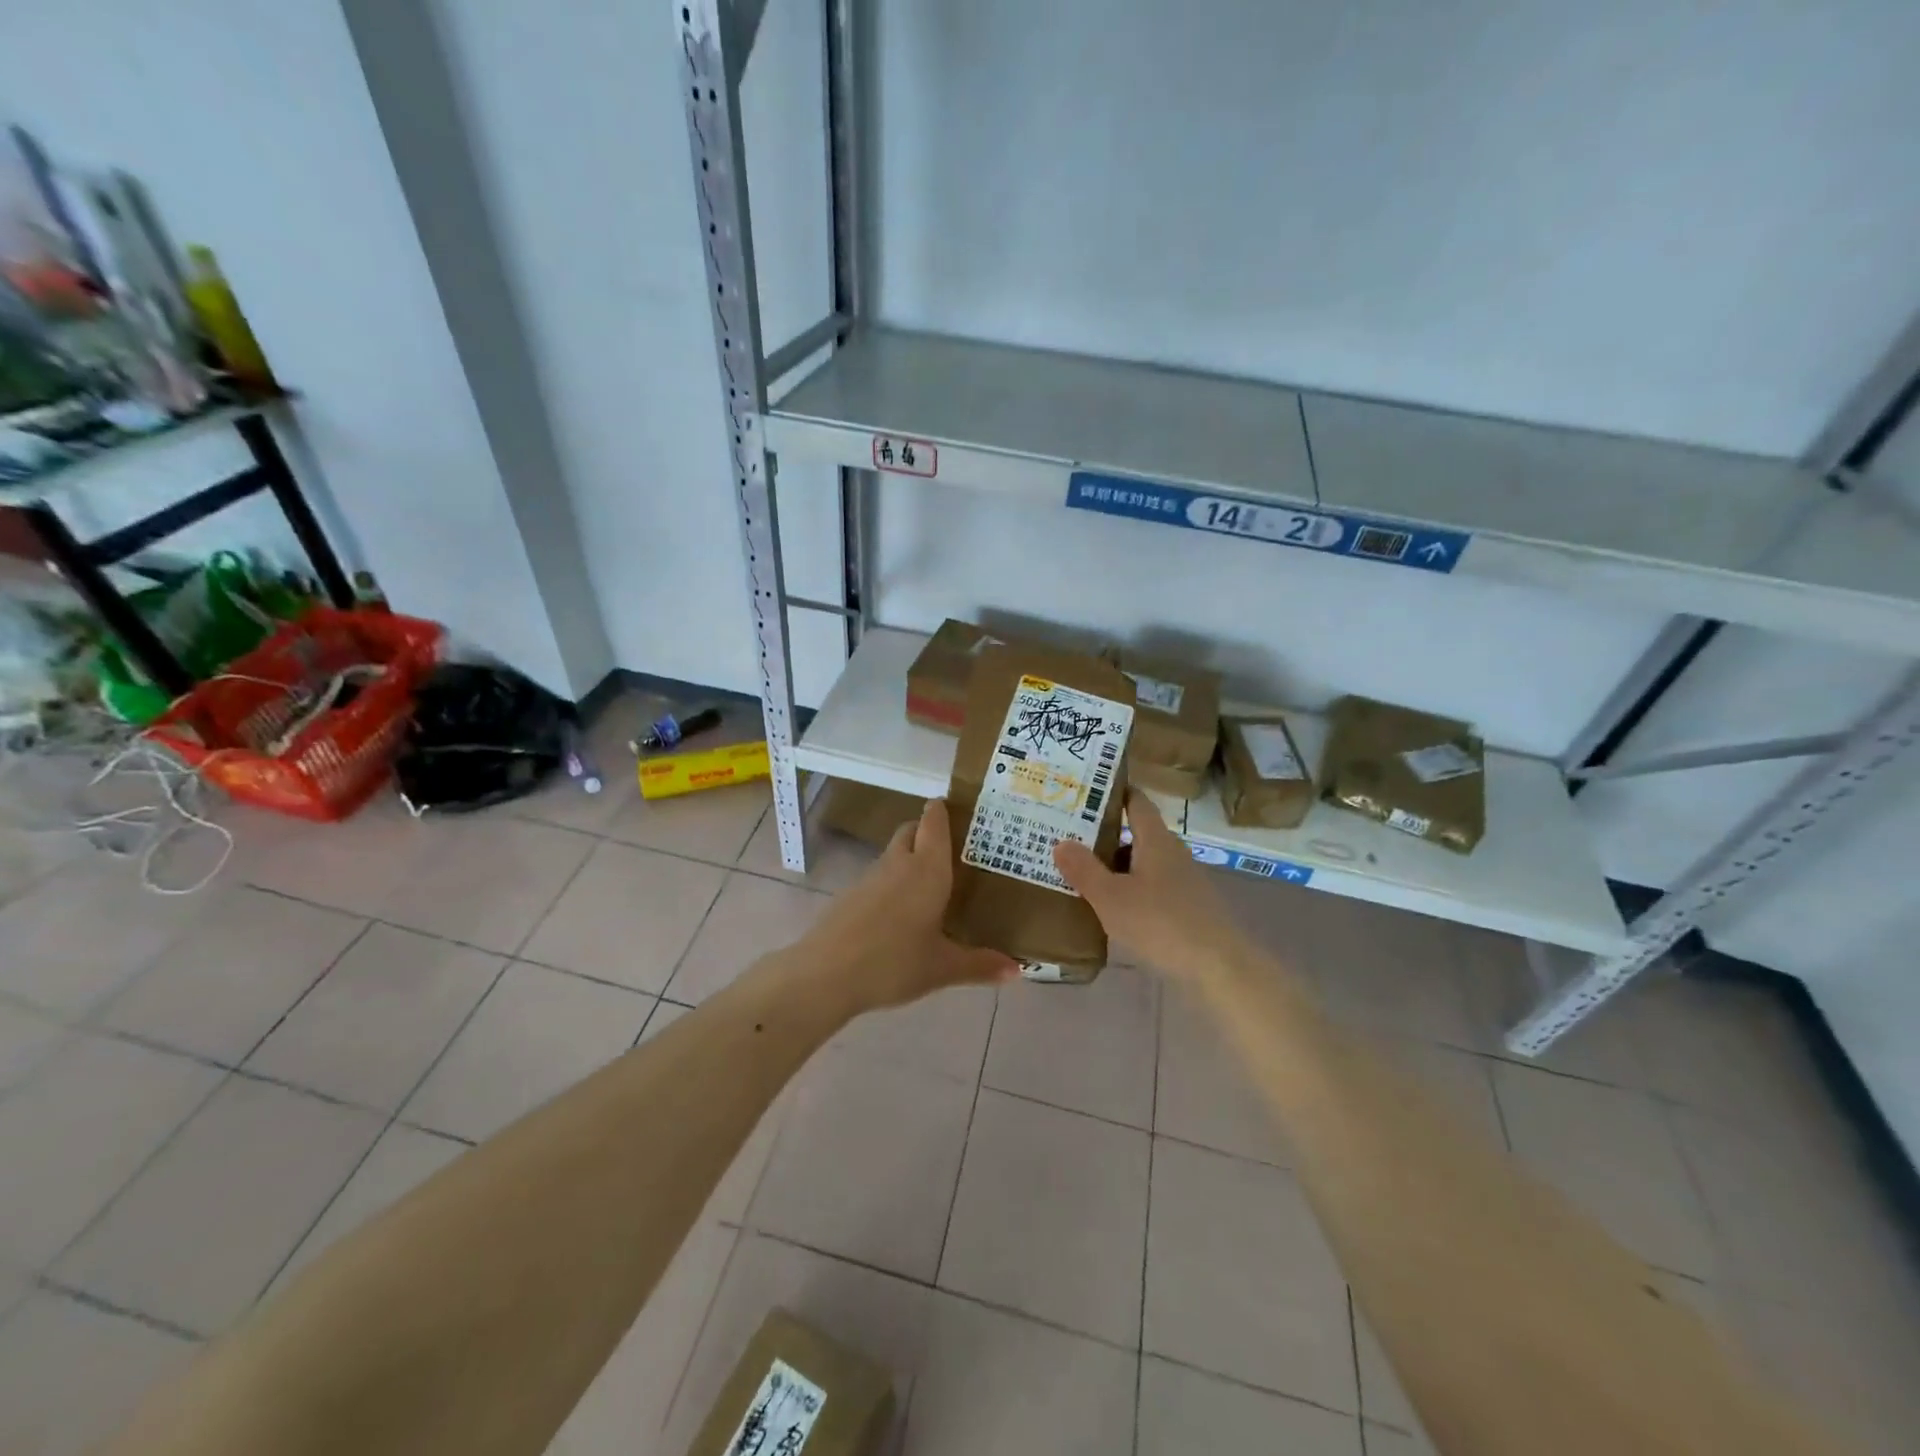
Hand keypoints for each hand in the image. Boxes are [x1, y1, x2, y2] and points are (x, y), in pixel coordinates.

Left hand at [793, 798, 1017, 1013]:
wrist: (826, 975)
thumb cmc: (894, 962)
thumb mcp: (942, 968)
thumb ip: (980, 965)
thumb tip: (1018, 970)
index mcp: (927, 870)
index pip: (934, 823)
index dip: (942, 810)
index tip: (957, 807)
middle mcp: (898, 864)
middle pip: (911, 831)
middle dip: (927, 831)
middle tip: (952, 850)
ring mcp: (869, 878)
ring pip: (893, 854)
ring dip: (909, 859)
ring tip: (931, 884)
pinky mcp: (850, 896)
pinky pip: (878, 878)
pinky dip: (892, 883)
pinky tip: (901, 913)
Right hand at [1053, 790, 1251, 980]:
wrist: (1219, 967)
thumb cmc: (1161, 923)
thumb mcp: (1111, 897)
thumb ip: (1084, 869)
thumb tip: (1061, 841)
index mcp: (1155, 840)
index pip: (1136, 802)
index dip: (1113, 793)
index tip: (1084, 791)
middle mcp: (1172, 853)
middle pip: (1136, 833)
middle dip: (1104, 835)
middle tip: (1067, 837)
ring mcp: (1184, 881)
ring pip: (1142, 863)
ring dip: (1115, 866)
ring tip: (1080, 873)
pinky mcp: (1189, 907)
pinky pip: (1152, 888)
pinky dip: (1130, 890)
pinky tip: (1111, 908)